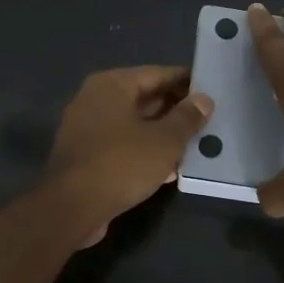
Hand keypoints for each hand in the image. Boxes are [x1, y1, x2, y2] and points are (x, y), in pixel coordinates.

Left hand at [44, 66, 213, 245]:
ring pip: (133, 124)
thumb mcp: (164, 141)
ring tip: (194, 145)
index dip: (186, 82)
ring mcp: (86, 127)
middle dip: (175, 110)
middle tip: (207, 121)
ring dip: (162, 134)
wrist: (72, 208)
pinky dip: (144, 151)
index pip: (157, 74)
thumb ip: (187, 118)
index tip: (212, 91)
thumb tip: (204, 100)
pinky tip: (169, 168)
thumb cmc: (121, 164)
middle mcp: (95, 99)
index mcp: (112, 85)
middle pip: (144, 98)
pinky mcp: (85, 155)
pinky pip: (122, 144)